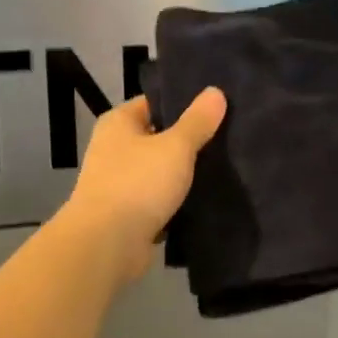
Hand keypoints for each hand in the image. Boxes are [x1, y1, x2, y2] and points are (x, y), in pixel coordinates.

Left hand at [61, 89, 226, 282]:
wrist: (106, 245)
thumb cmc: (137, 183)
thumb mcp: (175, 146)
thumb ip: (197, 121)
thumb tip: (215, 91)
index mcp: (118, 122)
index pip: (156, 102)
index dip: (185, 102)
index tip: (219, 106)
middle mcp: (115, 148)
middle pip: (160, 137)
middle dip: (191, 140)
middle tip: (230, 136)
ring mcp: (120, 183)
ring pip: (162, 171)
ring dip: (186, 174)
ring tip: (227, 167)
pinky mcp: (129, 214)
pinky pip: (160, 200)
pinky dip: (179, 201)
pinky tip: (208, 199)